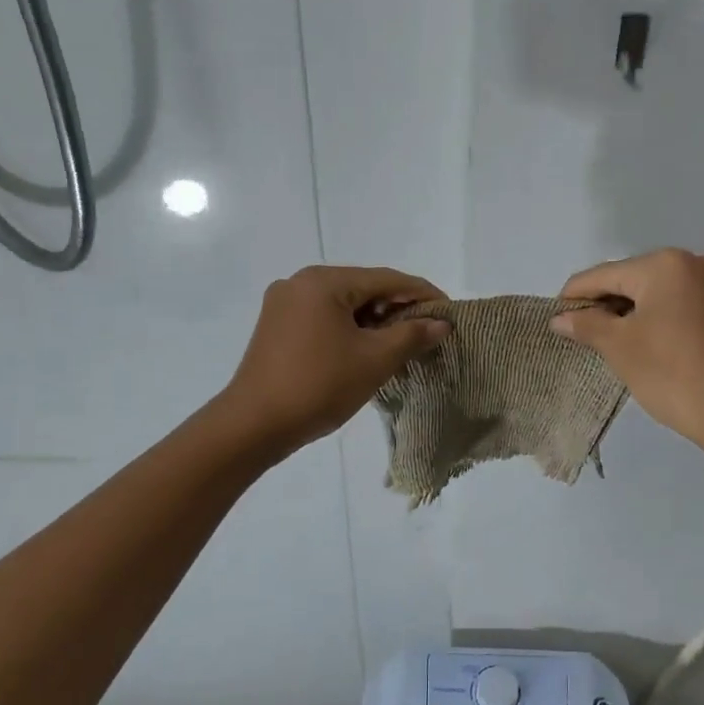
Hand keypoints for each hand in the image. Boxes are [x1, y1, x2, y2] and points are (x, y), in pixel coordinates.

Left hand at [221, 266, 450, 456]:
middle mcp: (300, 283)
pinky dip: (350, 330)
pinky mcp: (276, 327)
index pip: (386, 279)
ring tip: (401, 345)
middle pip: (363, 288)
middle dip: (397, 309)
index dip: (422, 294)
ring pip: (343, 305)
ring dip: (374, 322)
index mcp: (323, 281)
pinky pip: (324, 319)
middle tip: (428, 332)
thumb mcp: (374, 360)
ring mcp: (284, 304)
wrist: (254, 425)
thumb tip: (441, 323)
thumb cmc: (319, 386)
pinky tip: (367, 350)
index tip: (450, 312)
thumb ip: (412, 336)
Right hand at [550, 249, 703, 455]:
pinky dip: (660, 316)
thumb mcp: (620, 347)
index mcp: (666, 264)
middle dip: (606, 303)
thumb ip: (587, 325)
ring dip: (633, 310)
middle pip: (634, 278)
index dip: (575, 295)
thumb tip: (560, 318)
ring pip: (660, 291)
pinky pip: (683, 302)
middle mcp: (696, 261)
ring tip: (611, 339)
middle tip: (581, 332)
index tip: (554, 315)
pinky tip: (646, 339)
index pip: (605, 274)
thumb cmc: (671, 374)